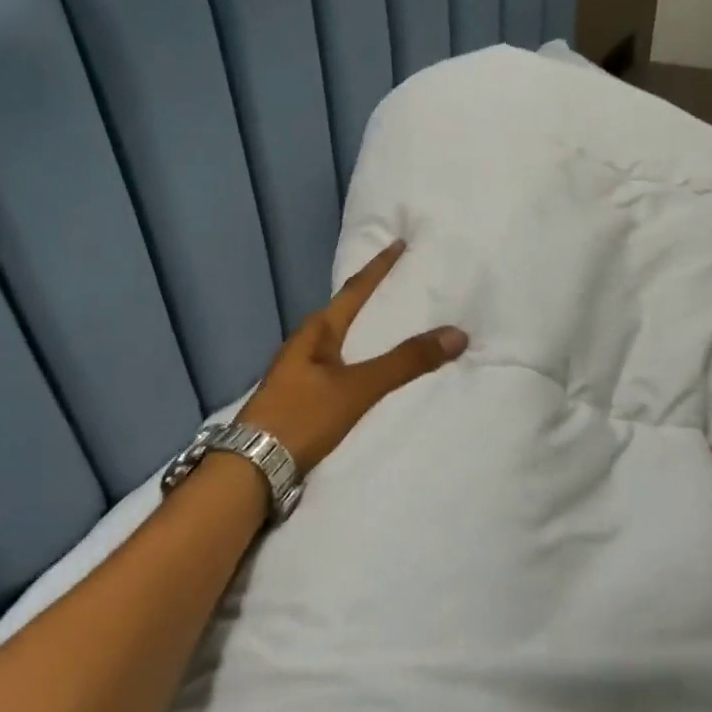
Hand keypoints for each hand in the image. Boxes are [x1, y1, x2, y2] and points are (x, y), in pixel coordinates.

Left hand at [239, 240, 467, 474]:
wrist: (253, 467)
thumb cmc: (302, 417)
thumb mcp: (356, 388)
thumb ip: (404, 363)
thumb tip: (457, 333)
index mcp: (316, 332)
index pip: (354, 291)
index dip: (378, 268)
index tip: (398, 244)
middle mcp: (306, 345)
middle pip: (344, 312)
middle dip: (371, 297)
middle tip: (401, 282)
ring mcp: (301, 372)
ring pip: (340, 340)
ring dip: (364, 329)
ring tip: (392, 323)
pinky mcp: (302, 397)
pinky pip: (338, 365)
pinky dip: (359, 358)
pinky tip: (369, 371)